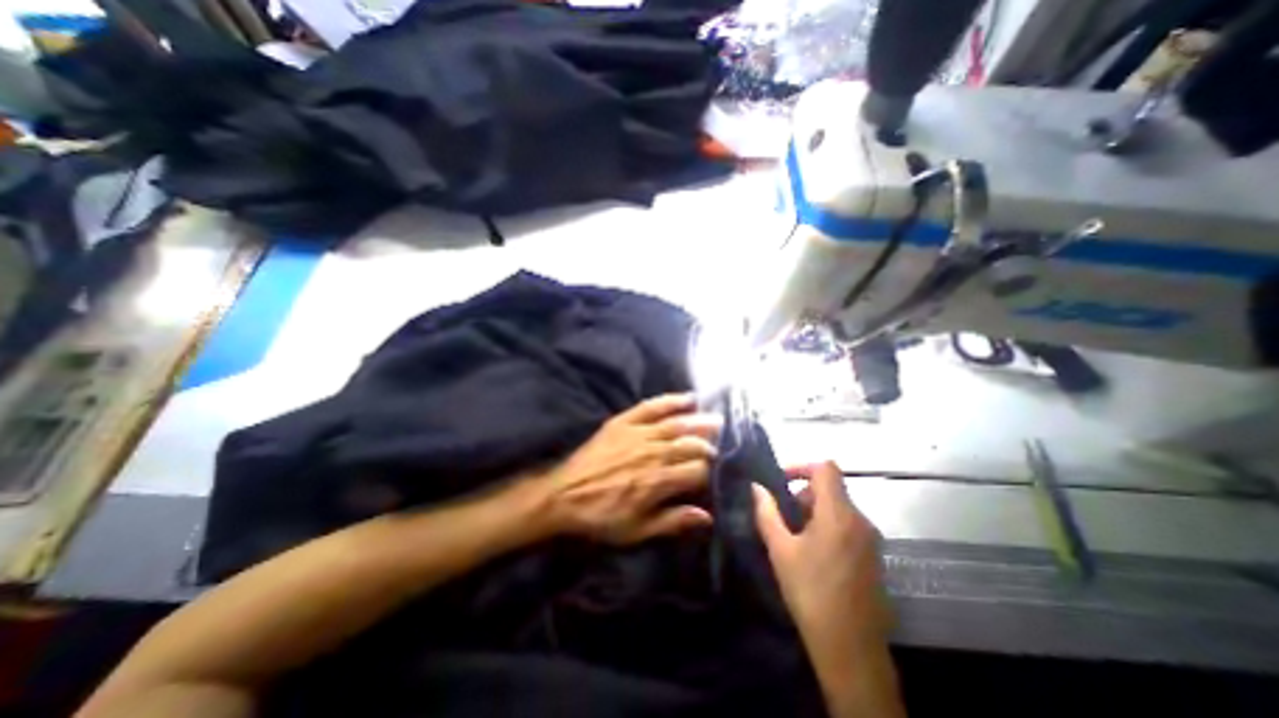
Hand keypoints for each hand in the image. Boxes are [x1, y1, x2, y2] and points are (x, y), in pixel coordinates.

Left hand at [535, 392, 723, 544]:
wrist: (564, 495)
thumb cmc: (601, 516)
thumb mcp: (637, 530)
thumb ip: (672, 521)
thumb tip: (707, 516)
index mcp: (658, 481)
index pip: (697, 471)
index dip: (708, 473)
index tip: (711, 475)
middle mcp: (653, 453)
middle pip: (691, 444)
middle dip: (709, 445)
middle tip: (720, 444)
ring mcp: (638, 434)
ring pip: (677, 424)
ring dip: (699, 421)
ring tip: (716, 419)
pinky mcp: (623, 422)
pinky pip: (651, 406)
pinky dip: (670, 400)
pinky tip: (687, 398)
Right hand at [752, 463, 890, 648]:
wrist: (851, 651)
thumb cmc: (810, 592)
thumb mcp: (780, 550)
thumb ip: (766, 513)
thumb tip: (755, 487)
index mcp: (838, 514)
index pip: (826, 468)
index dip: (801, 467)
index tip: (780, 482)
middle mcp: (860, 520)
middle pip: (831, 488)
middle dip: (802, 494)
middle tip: (782, 516)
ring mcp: (870, 540)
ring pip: (838, 508)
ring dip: (813, 512)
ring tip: (793, 537)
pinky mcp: (873, 557)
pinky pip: (847, 526)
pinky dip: (827, 527)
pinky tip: (812, 554)